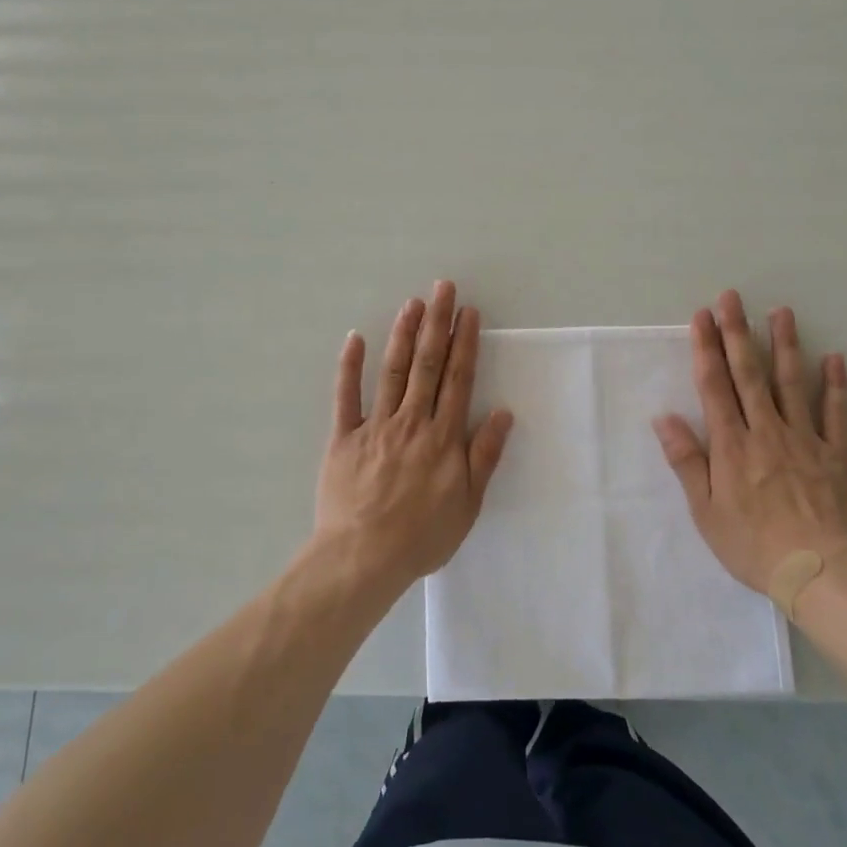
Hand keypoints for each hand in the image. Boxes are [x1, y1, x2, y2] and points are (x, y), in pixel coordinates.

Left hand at [314, 281, 514, 594]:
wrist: (363, 558)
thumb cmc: (422, 536)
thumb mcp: (467, 504)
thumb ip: (484, 456)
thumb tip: (503, 413)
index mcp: (443, 437)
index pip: (458, 379)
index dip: (465, 343)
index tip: (469, 313)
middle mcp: (412, 421)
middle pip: (428, 364)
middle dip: (437, 323)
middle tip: (443, 288)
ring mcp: (375, 426)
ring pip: (392, 371)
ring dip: (403, 334)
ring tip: (413, 303)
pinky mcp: (343, 438)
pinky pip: (345, 397)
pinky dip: (349, 366)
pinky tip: (354, 338)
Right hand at [653, 290, 846, 596]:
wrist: (818, 573)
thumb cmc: (751, 545)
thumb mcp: (705, 510)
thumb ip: (687, 461)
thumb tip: (664, 418)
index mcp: (731, 444)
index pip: (714, 386)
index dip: (706, 348)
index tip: (702, 317)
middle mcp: (766, 431)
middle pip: (749, 374)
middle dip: (737, 332)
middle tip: (732, 297)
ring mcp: (805, 439)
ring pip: (791, 383)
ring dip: (784, 345)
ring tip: (780, 311)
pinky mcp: (837, 455)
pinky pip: (836, 414)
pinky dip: (835, 385)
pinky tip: (834, 358)